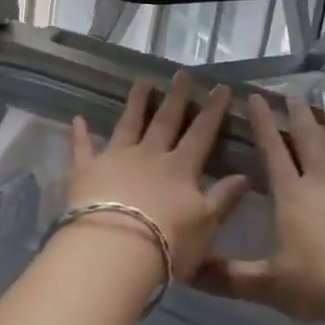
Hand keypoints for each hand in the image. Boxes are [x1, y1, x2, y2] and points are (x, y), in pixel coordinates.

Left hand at [64, 73, 248, 283]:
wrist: (115, 251)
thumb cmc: (167, 244)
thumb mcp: (206, 226)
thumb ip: (224, 199)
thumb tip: (246, 175)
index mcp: (180, 168)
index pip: (201, 133)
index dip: (212, 111)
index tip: (220, 88)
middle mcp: (149, 156)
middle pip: (165, 121)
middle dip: (176, 97)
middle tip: (181, 73)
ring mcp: (116, 159)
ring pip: (128, 124)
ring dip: (136, 102)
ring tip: (142, 81)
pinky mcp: (87, 170)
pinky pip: (82, 148)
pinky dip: (80, 133)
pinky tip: (77, 119)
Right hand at [195, 94, 324, 323]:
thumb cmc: (321, 284)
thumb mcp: (269, 285)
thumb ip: (230, 278)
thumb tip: (190, 272)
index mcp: (292, 195)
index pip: (273, 150)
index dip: (263, 123)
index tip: (256, 97)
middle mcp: (323, 181)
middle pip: (310, 140)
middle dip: (300, 117)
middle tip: (295, 96)